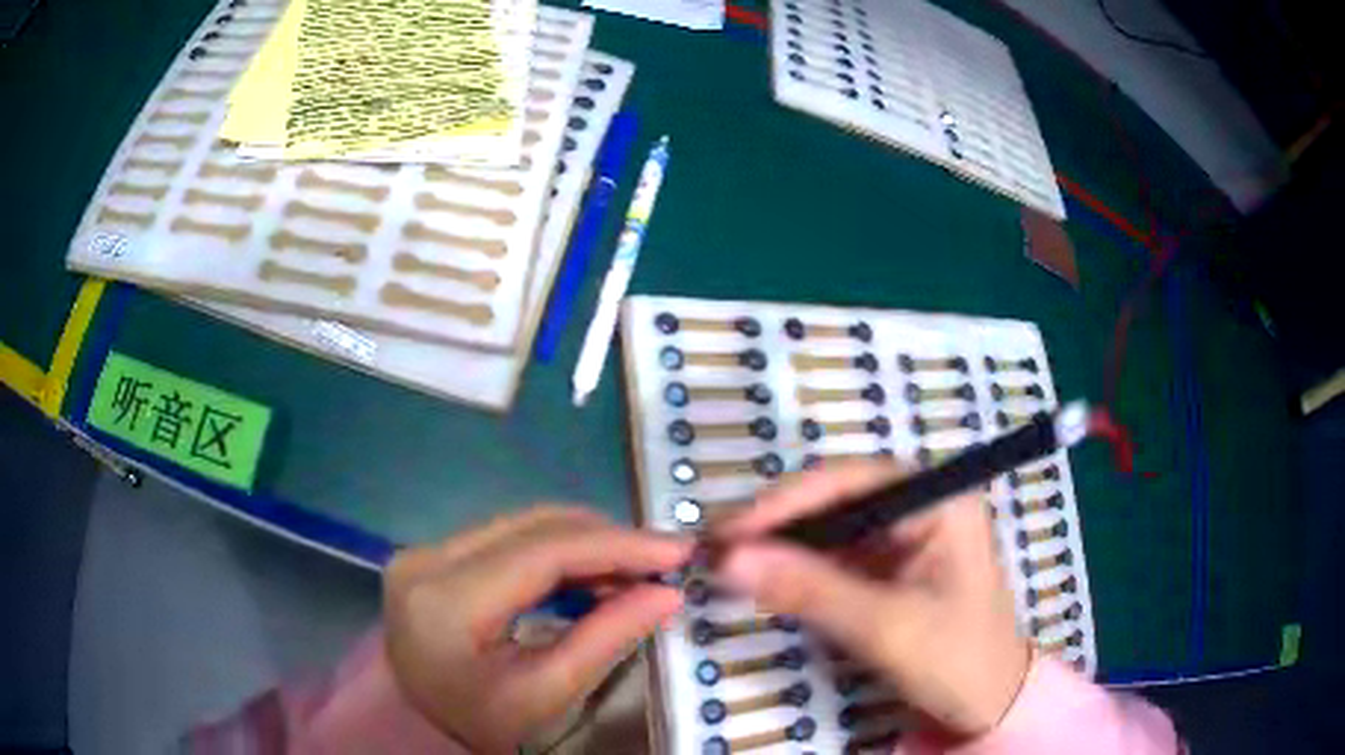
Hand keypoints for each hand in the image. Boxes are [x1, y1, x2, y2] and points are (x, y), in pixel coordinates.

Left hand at [384, 506, 691, 753]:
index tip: (676, 550)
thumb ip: (606, 638)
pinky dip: (556, 550)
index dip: (617, 545)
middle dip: (607, 539)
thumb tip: (667, 594)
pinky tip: (590, 572)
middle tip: (663, 559)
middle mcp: (427, 559)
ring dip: (584, 541)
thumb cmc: (479, 722)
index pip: (543, 552)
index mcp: (447, 601)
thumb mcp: (544, 692)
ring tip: (634, 569)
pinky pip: (507, 537)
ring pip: (522, 525)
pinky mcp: (432, 554)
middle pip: (533, 527)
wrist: (417, 724)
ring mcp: (425, 551)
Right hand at [715, 461, 1030, 738]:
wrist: (989, 705)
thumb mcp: (885, 628)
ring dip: (782, 547)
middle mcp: (922, 506)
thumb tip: (728, 559)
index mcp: (939, 500)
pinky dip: (798, 569)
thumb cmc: (957, 660)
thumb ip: (809, 591)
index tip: (728, 532)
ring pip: (830, 528)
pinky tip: (767, 580)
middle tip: (717, 550)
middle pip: (836, 499)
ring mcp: (905, 537)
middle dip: (778, 525)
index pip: (850, 481)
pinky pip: (835, 556)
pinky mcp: (890, 567)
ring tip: (729, 564)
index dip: (785, 502)